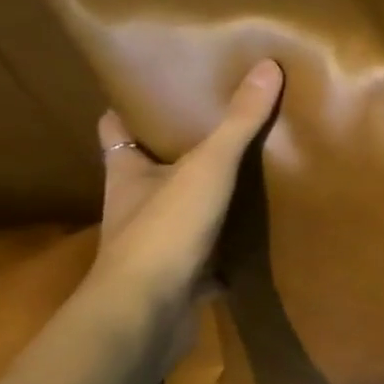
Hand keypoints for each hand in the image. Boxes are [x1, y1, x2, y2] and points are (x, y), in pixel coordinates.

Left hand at [92, 59, 283, 306]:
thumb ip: (237, 122)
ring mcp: (155, 246)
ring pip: (179, 212)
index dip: (128, 107)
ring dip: (204, 198)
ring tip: (246, 170)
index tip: (154, 86)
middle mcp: (135, 207)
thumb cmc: (164, 231)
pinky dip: (226, 247)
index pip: (115, 129)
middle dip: (177, 150)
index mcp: (127, 174)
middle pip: (150, 169)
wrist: (146, 317)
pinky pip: (206, 255)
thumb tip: (268, 66)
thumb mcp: (206, 167)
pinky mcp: (179, 279)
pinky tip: (256, 235)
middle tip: (218, 121)